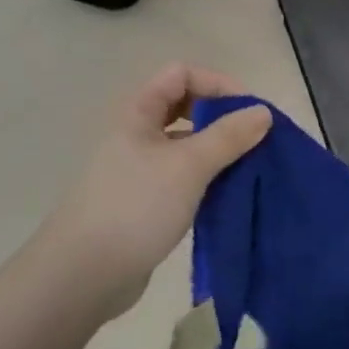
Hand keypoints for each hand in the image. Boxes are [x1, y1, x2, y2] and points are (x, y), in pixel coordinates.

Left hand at [45, 64, 270, 317]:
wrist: (85, 274)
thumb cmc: (136, 207)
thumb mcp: (188, 166)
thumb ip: (228, 136)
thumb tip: (262, 112)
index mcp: (139, 113)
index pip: (181, 75)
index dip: (218, 84)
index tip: (251, 112)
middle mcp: (138, 135)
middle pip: (185, 108)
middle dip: (222, 118)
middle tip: (255, 140)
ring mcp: (140, 170)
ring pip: (187, 146)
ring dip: (219, 152)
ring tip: (251, 169)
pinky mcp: (147, 202)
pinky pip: (184, 178)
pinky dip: (208, 180)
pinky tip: (229, 196)